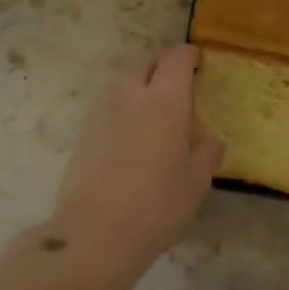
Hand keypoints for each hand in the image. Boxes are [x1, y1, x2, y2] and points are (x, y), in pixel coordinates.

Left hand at [48, 46, 222, 279]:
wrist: (95, 233)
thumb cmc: (157, 205)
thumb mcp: (197, 182)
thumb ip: (206, 151)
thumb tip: (206, 137)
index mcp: (165, 100)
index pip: (176, 59)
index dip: (188, 56)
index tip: (197, 62)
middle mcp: (130, 95)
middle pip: (142, 61)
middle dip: (159, 66)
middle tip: (173, 87)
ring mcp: (100, 111)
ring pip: (120, 81)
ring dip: (136, 85)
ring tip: (150, 111)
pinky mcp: (82, 132)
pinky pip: (105, 104)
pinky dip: (120, 107)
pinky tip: (130, 135)